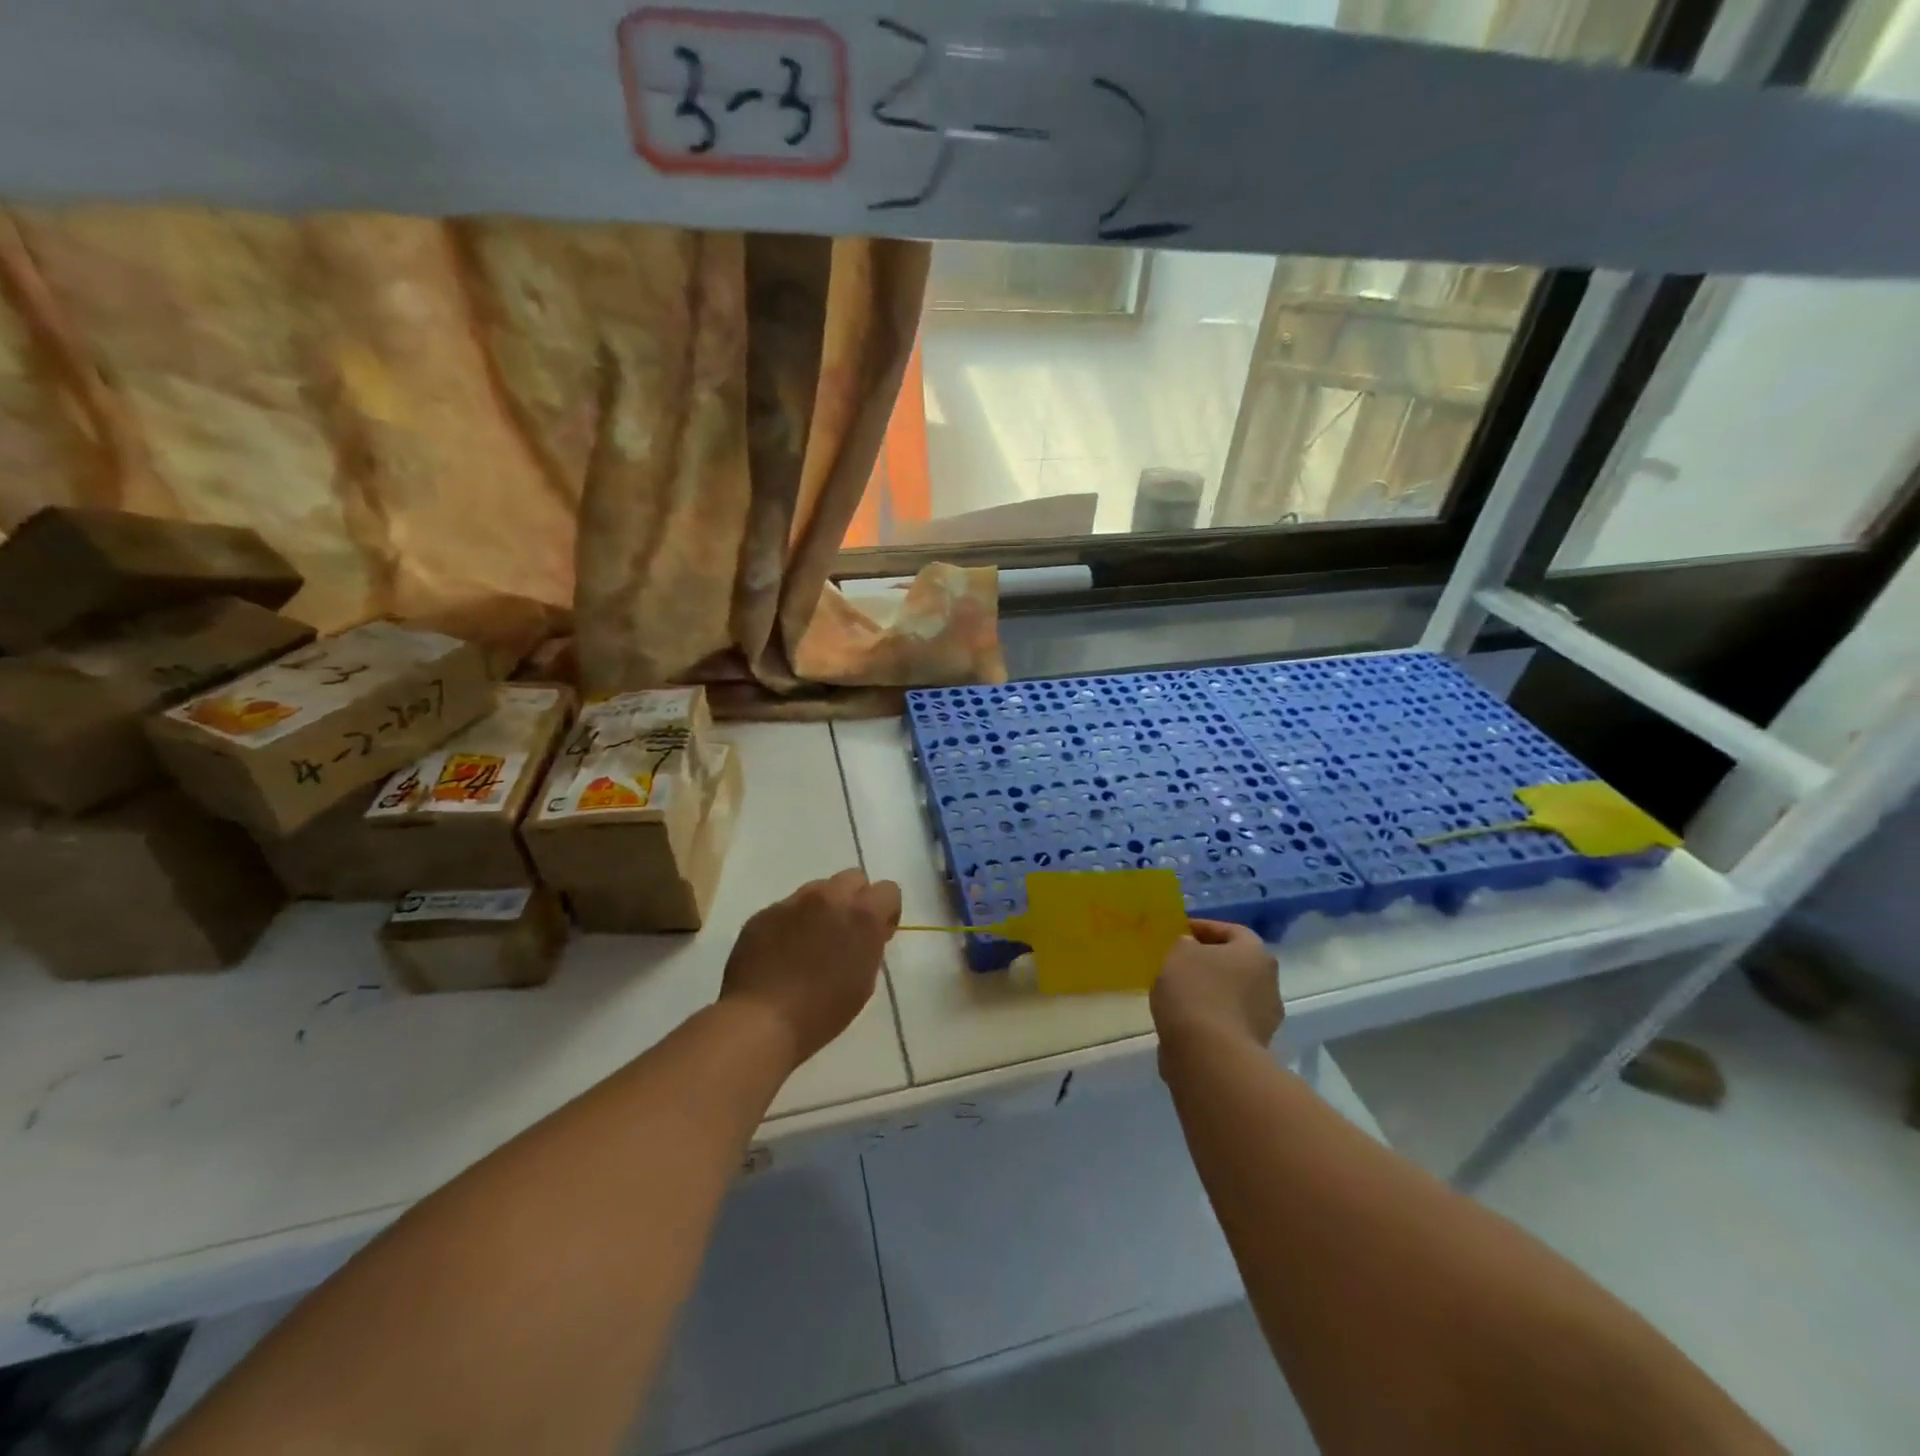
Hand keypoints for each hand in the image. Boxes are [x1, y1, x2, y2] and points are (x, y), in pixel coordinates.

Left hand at [721, 869, 901, 1069]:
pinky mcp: (762, 914)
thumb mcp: (864, 981)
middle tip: (845, 932)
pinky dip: (791, 923)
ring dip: (822, 907)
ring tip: (811, 941)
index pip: (888, 890)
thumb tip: (865, 933)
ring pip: (817, 889)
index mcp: (861, 915)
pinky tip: (782, 952)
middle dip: (855, 899)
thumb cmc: (823, 1011)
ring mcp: (792, 902)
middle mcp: (828, 897)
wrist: (761, 1021)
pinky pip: (786, 908)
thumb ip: (869, 945)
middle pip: (852, 878)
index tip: (878, 935)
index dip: (886, 912)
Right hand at [1150, 919, 1281, 1050]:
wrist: (1210, 1056)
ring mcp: (1265, 1019)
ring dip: (1209, 991)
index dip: (1204, 927)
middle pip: (1236, 964)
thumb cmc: (1196, 992)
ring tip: (1177, 992)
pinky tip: (1183, 1018)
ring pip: (1232, 994)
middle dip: (1209, 961)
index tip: (1179, 931)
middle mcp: (1269, 983)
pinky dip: (1207, 1016)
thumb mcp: (1178, 953)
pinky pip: (1226, 1021)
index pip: (1232, 930)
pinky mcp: (1253, 1047)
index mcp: (1256, 954)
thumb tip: (1192, 949)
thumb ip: (1184, 944)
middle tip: (1179, 961)